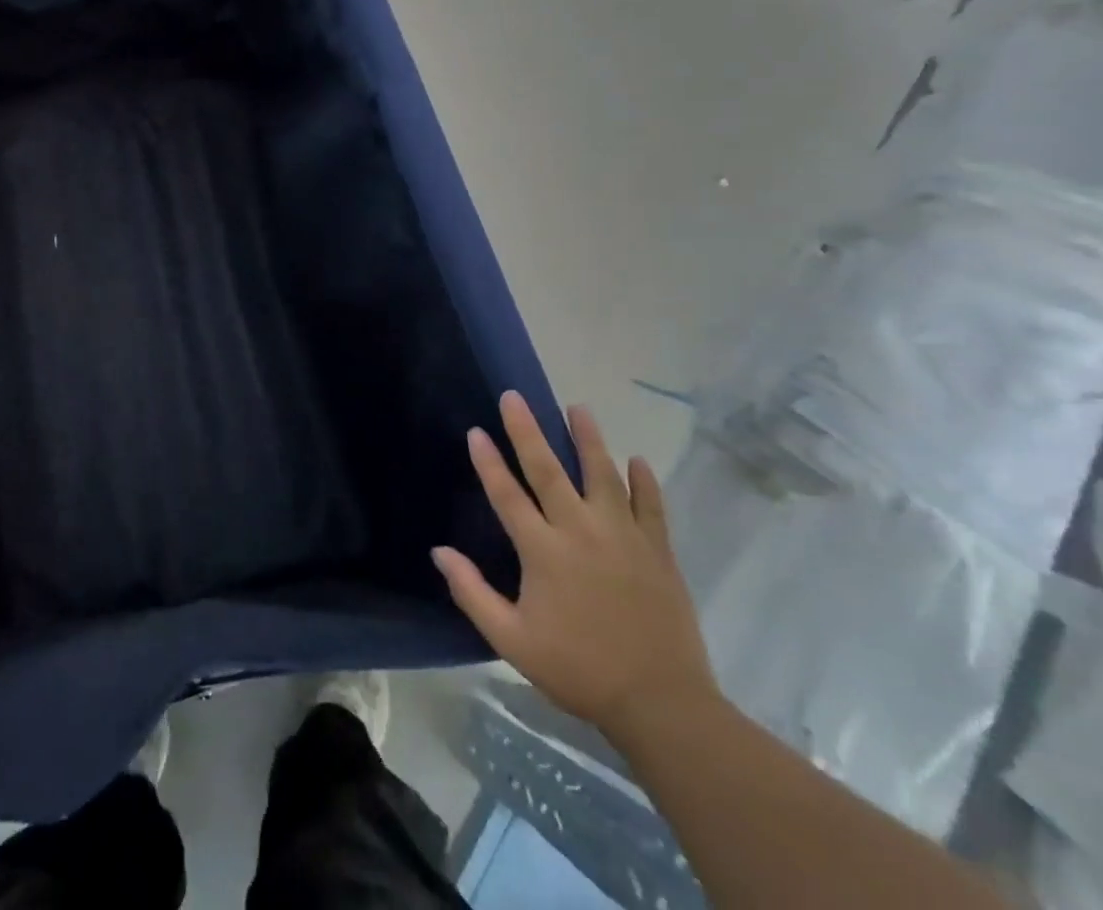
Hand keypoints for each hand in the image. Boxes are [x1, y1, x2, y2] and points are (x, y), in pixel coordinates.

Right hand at [432, 393, 720, 744]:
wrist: (663, 706)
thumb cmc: (579, 670)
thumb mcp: (512, 640)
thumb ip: (472, 593)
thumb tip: (439, 552)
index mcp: (543, 551)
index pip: (507, 494)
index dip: (488, 461)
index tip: (476, 431)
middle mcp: (581, 532)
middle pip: (549, 470)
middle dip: (528, 430)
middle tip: (515, 396)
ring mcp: (624, 538)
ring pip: (603, 476)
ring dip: (589, 439)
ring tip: (578, 408)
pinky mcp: (659, 552)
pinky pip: (651, 507)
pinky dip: (644, 481)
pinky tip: (636, 460)